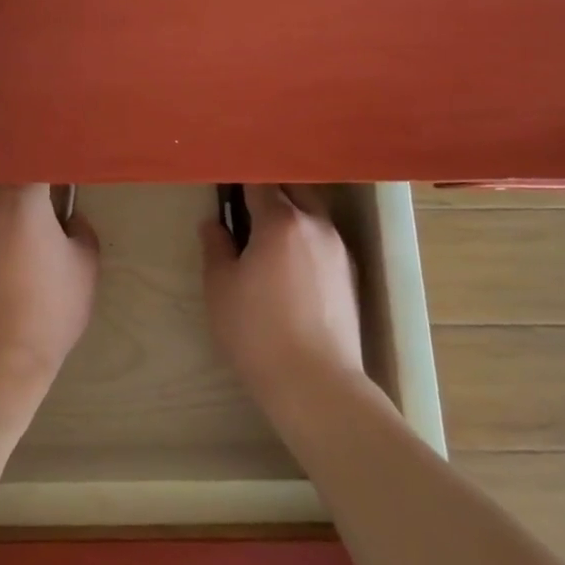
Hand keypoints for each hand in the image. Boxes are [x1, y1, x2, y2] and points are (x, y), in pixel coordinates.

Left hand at [0, 185, 98, 386]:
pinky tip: (1, 272)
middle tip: (49, 224)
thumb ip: (79, 229)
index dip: (53, 171)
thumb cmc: (48, 308)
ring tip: (23, 255)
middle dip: (30, 197)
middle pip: (12, 184)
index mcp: (21, 198)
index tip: (65, 184)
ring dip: (7, 219)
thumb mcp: (85, 266)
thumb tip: (66, 219)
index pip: (38, 162)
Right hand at [200, 184, 365, 409]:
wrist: (316, 385)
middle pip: (293, 188)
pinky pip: (323, 239)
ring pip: (312, 213)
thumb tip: (214, 223)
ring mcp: (338, 249)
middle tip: (245, 205)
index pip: (259, 181)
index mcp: (281, 220)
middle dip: (270, 189)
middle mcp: (315, 224)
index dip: (240, 179)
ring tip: (267, 234)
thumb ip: (216, 247)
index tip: (225, 186)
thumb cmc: (257, 331)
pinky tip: (290, 263)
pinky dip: (305, 237)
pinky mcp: (350, 275)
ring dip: (291, 212)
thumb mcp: (220, 287)